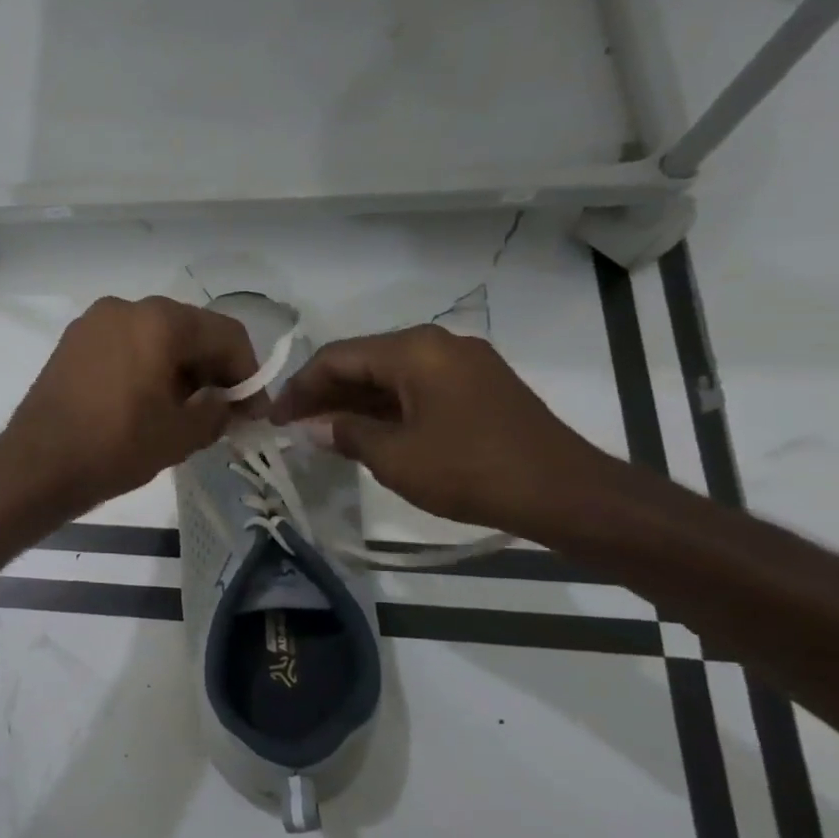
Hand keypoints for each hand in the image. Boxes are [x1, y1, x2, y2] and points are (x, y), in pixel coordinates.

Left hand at [1, 296, 261, 512]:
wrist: (37, 465)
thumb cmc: (116, 446)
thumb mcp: (181, 435)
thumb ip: (218, 412)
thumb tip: (229, 404)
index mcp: (160, 321)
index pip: (226, 335)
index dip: (248, 373)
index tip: (252, 411)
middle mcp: (127, 307)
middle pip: (189, 330)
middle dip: (212, 370)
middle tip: (222, 412)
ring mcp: (94, 322)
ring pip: (155, 337)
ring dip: (179, 368)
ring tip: (184, 411)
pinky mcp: (73, 342)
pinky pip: (125, 345)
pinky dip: (146, 366)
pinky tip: (147, 401)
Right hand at [269, 325, 612, 534]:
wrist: (565, 493)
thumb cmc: (470, 470)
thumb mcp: (395, 457)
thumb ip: (347, 434)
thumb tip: (316, 427)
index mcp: (414, 351)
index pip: (337, 357)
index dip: (299, 387)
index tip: (274, 418)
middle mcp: (437, 344)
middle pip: (363, 361)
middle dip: (325, 393)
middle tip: (293, 426)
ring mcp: (462, 363)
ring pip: (390, 375)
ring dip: (354, 401)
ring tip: (322, 432)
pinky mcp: (479, 386)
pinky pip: (417, 387)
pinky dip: (386, 407)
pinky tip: (366, 432)